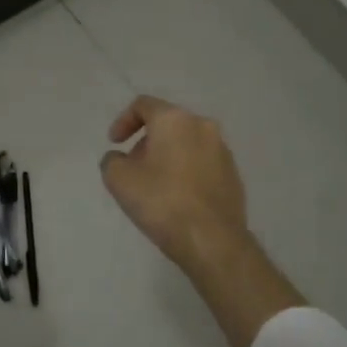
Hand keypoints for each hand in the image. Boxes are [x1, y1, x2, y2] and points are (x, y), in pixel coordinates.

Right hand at [101, 95, 249, 271]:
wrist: (212, 241)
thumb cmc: (162, 202)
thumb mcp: (119, 179)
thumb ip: (112, 160)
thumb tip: (119, 159)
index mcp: (174, 120)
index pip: (143, 105)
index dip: (123, 121)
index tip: (114, 143)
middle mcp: (202, 126)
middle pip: (167, 124)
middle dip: (146, 142)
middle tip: (133, 167)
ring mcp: (223, 151)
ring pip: (187, 144)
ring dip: (168, 157)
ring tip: (155, 186)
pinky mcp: (234, 175)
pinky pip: (203, 164)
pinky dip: (187, 172)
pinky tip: (178, 199)